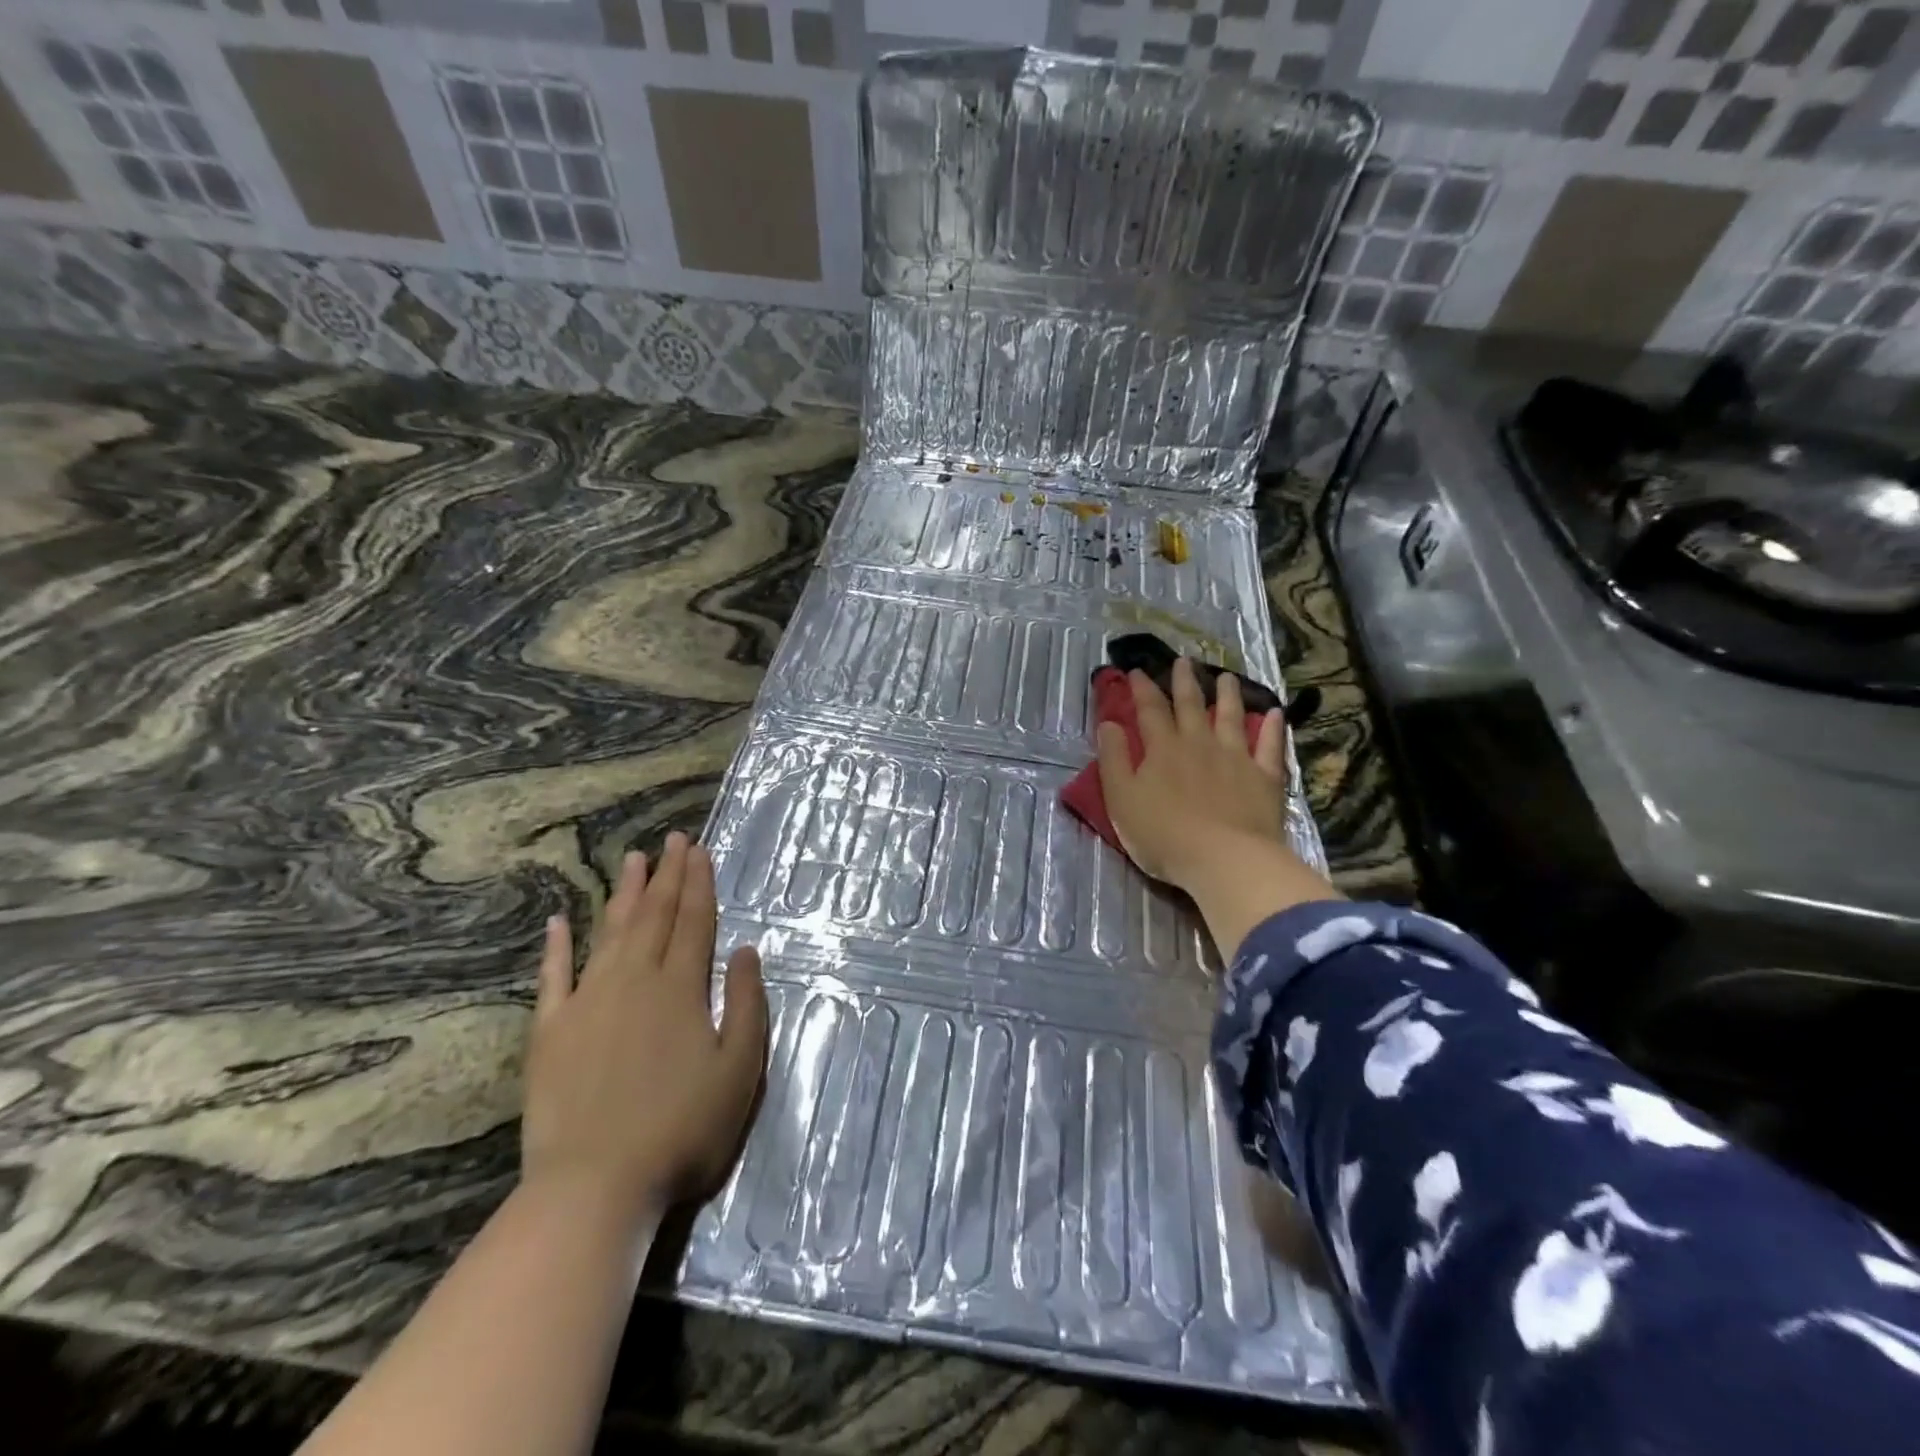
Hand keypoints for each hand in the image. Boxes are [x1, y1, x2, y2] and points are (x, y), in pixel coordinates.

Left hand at [522, 833, 767, 1220]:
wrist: (595, 1185)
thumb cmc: (682, 1128)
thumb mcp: (739, 1069)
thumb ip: (747, 1004)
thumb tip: (745, 950)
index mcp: (682, 987)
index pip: (694, 921)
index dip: (699, 883)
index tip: (699, 849)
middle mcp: (635, 980)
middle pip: (655, 916)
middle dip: (667, 874)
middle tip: (672, 839)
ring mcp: (588, 1001)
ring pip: (611, 933)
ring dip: (624, 894)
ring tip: (633, 860)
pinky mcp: (550, 1030)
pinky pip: (553, 976)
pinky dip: (556, 946)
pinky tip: (558, 920)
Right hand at [1097, 659, 1339, 959]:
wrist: (1224, 860)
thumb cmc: (1163, 835)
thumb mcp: (1121, 799)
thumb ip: (1113, 759)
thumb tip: (1109, 723)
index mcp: (1162, 749)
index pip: (1150, 710)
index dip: (1142, 689)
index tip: (1138, 671)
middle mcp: (1199, 743)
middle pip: (1191, 705)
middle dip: (1184, 681)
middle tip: (1183, 661)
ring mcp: (1235, 758)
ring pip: (1231, 717)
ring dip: (1228, 694)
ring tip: (1226, 676)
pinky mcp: (1264, 778)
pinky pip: (1270, 746)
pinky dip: (1273, 727)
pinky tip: (1275, 712)